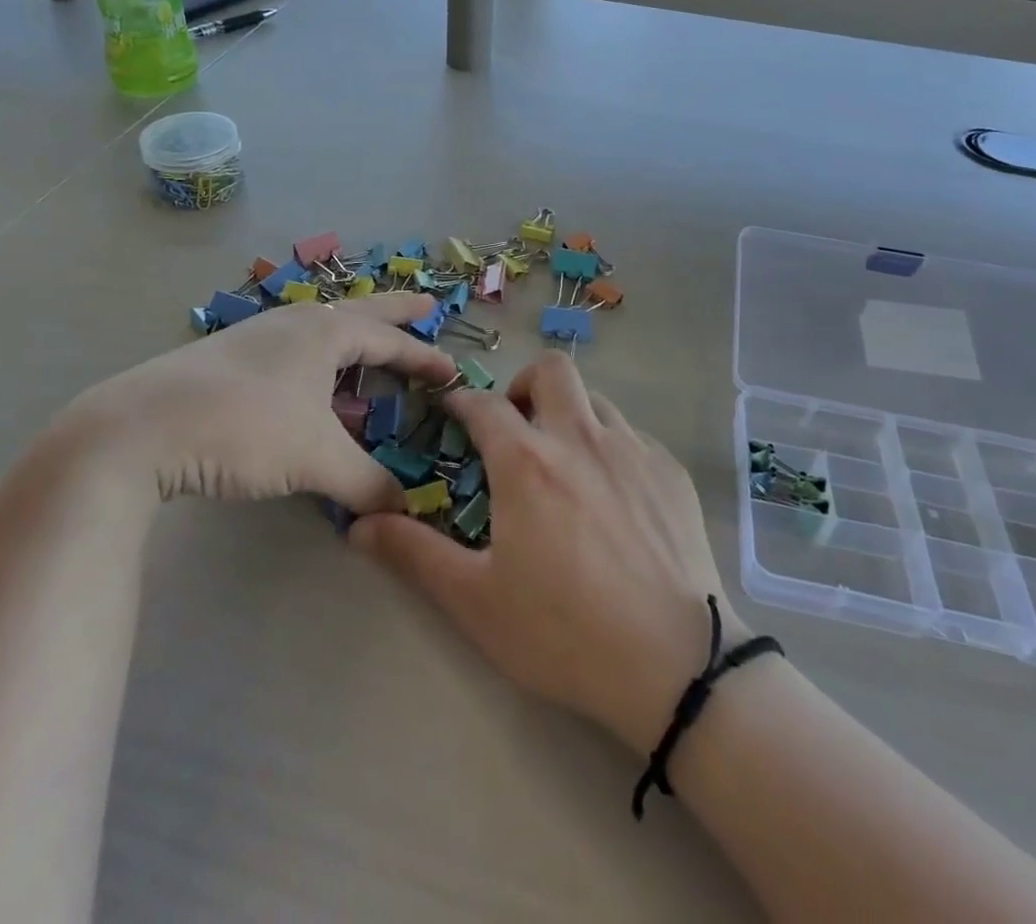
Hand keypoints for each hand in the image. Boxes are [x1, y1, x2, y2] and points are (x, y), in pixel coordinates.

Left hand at [47, 293, 456, 511]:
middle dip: (395, 312)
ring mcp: (256, 336)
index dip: (424, 356)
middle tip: (425, 304)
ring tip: (366, 349)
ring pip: (319, 330)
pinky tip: (306, 384)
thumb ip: (366, 483)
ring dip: (351, 338)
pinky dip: (316, 361)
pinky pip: (291, 350)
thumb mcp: (315, 458)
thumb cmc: (244, 427)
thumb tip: (402, 507)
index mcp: (324, 332)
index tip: (452, 370)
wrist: (140, 428)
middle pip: (358, 312)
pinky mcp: (226, 358)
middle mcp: (294, 323)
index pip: (389, 340)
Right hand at [350, 354, 745, 756]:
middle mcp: (580, 437)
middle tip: (516, 427)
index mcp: (527, 462)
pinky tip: (612, 496)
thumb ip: (414, 554)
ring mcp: (632, 449)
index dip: (461, 401)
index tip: (452, 411)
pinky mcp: (670, 470)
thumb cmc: (564, 633)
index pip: (484, 405)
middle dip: (524, 384)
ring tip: (563, 462)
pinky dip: (609, 446)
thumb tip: (357, 525)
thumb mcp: (476, 602)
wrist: (678, 666)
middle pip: (551, 370)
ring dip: (570, 414)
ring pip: (595, 399)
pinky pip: (631, 435)